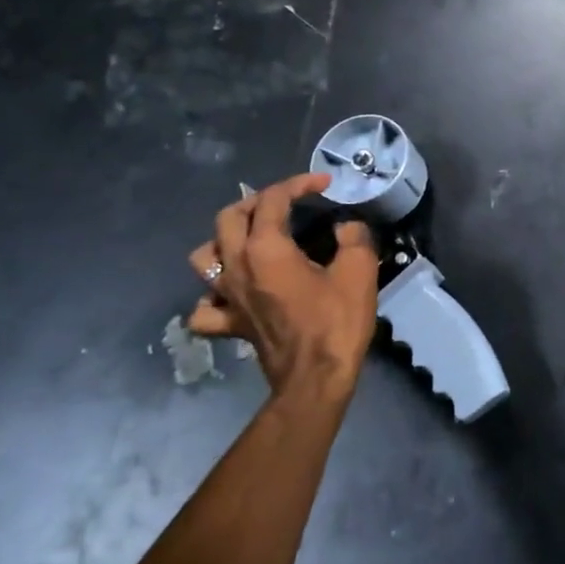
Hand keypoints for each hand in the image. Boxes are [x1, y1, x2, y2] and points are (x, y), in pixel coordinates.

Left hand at [187, 173, 377, 402]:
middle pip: (229, 217)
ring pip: (205, 256)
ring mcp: (227, 297)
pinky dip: (213, 295)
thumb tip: (346, 227)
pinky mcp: (229, 324)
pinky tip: (233, 292)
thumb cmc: (337, 321)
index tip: (324, 184)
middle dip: (258, 201)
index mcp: (266, 249)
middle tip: (287, 202)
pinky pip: (205, 306)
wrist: (316, 379)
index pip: (273, 199)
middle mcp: (237, 267)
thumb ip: (353, 237)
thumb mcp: (359, 271)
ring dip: (225, 239)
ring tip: (251, 239)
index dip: (298, 184)